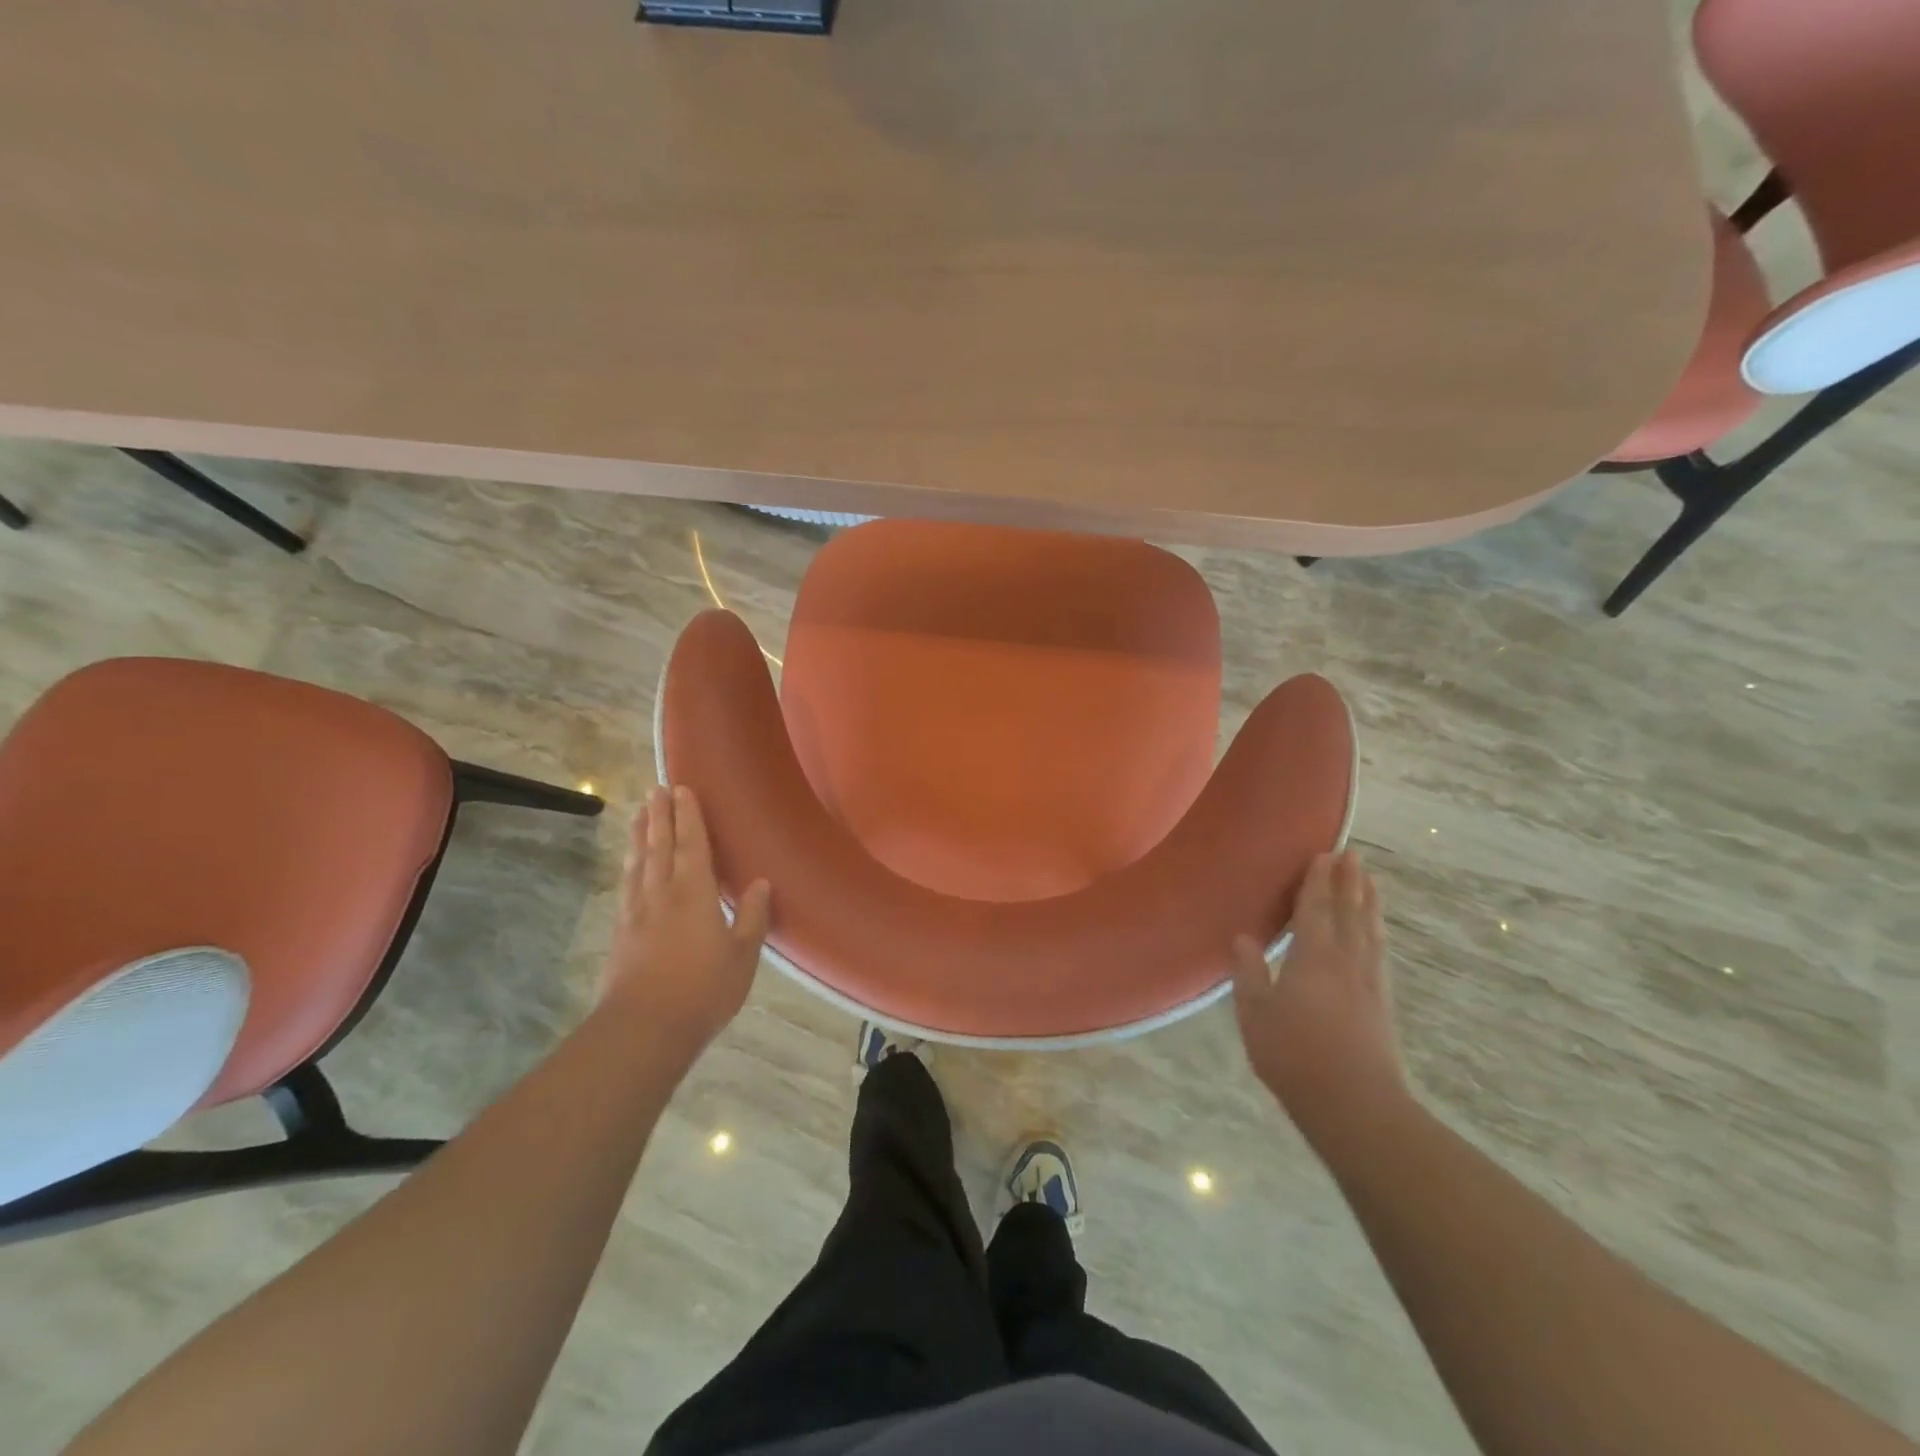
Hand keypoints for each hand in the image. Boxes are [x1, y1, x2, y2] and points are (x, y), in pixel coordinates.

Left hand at [599, 784, 771, 1057]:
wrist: (644, 1028)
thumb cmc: (703, 990)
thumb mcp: (742, 956)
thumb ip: (751, 916)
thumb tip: (760, 882)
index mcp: (694, 893)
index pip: (692, 844)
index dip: (689, 816)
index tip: (683, 789)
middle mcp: (662, 893)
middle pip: (660, 845)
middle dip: (660, 815)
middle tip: (656, 788)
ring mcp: (637, 912)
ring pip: (639, 862)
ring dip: (640, 834)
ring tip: (639, 813)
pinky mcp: (621, 932)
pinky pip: (627, 885)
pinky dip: (629, 865)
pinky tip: (629, 863)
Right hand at [1232, 850, 1404, 1144]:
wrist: (1355, 1105)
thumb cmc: (1295, 1056)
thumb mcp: (1256, 1014)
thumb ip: (1249, 974)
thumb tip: (1243, 939)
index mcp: (1313, 957)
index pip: (1316, 909)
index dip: (1318, 881)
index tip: (1323, 854)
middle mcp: (1346, 961)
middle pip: (1349, 912)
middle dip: (1348, 881)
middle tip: (1351, 854)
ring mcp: (1369, 982)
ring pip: (1369, 930)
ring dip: (1368, 901)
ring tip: (1369, 880)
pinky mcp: (1382, 1003)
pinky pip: (1379, 951)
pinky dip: (1377, 931)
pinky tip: (1376, 931)